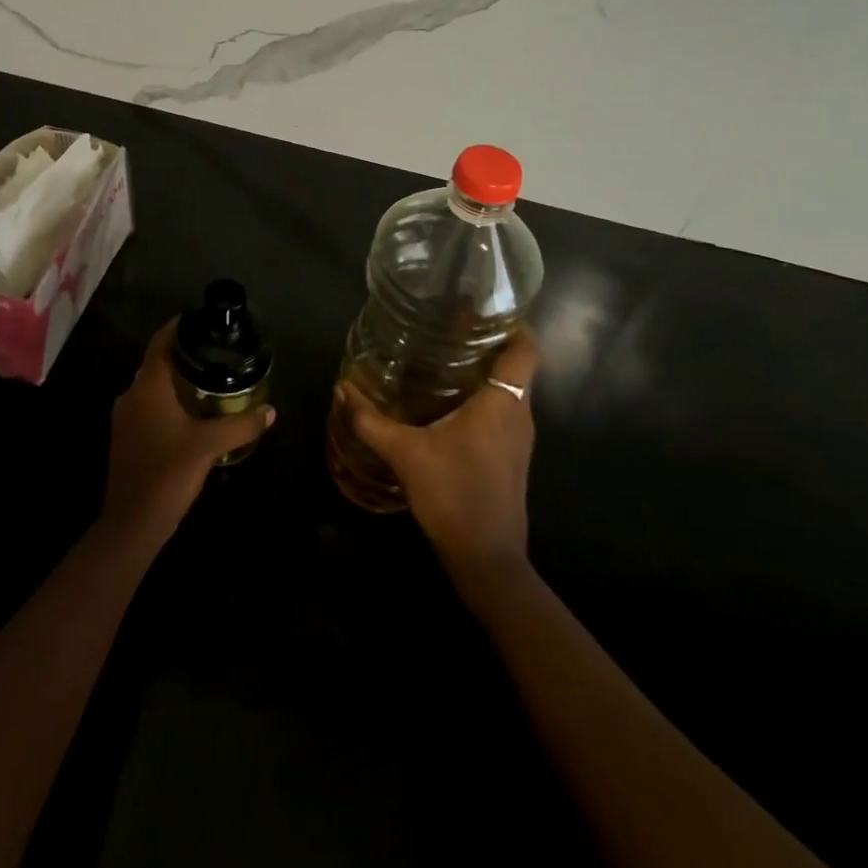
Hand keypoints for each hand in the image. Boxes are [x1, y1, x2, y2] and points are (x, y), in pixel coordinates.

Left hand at [101, 319, 273, 542]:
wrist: (131, 524)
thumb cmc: (168, 474)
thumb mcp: (210, 446)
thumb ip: (241, 425)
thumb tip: (270, 411)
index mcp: (147, 386)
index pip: (161, 342)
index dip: (178, 327)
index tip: (201, 321)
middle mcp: (131, 394)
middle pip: (157, 363)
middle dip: (184, 356)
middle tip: (216, 354)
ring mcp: (125, 417)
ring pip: (153, 387)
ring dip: (177, 381)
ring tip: (210, 381)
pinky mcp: (127, 438)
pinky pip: (149, 406)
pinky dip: (169, 401)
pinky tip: (193, 414)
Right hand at [337, 329, 537, 581]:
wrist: (487, 560)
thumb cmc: (454, 495)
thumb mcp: (406, 454)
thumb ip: (371, 421)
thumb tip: (342, 389)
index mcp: (504, 403)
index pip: (525, 348)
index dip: (512, 322)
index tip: (482, 307)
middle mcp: (519, 414)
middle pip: (515, 365)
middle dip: (487, 342)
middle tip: (447, 325)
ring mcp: (518, 438)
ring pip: (508, 389)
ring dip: (483, 370)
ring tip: (442, 355)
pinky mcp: (510, 456)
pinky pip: (502, 411)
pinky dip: (481, 396)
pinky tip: (446, 400)